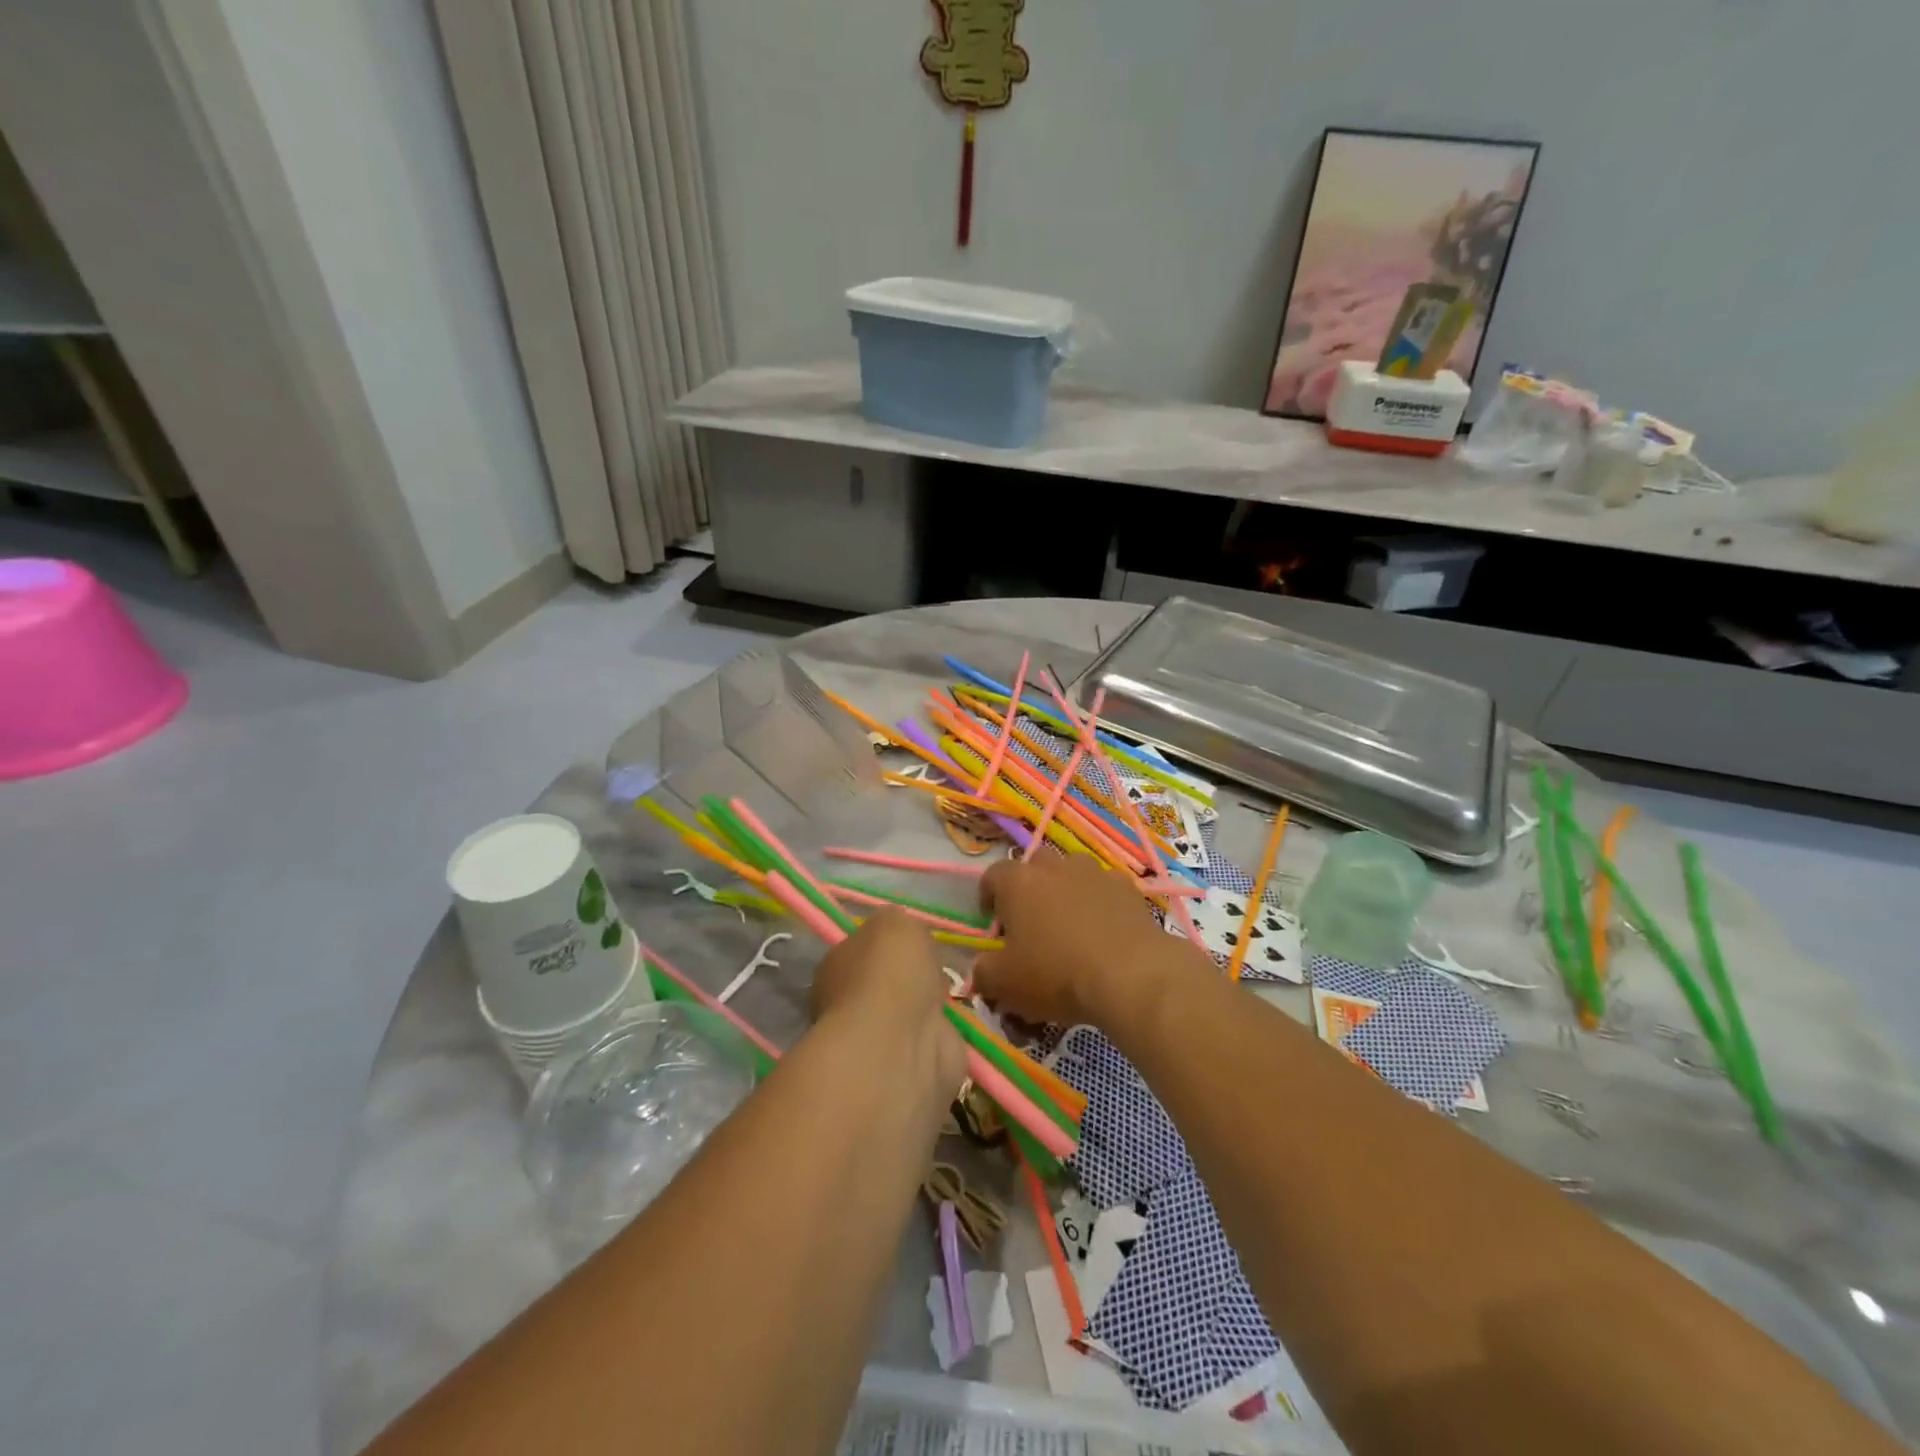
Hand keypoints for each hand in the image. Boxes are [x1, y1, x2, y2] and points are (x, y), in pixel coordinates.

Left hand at [810, 910, 965, 1088]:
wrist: (902, 1045)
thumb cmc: (890, 975)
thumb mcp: (896, 922)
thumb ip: (899, 922)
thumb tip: (903, 936)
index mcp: (837, 965)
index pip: (863, 950)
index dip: (889, 946)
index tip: (915, 945)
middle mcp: (848, 1004)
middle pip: (886, 985)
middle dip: (909, 982)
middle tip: (935, 973)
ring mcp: (877, 1041)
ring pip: (907, 1017)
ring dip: (925, 1012)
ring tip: (949, 1000)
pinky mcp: (908, 1069)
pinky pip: (929, 1044)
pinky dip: (941, 1039)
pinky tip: (952, 1028)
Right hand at [972, 854, 1169, 1027]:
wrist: (1130, 975)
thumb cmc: (1056, 974)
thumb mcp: (1004, 984)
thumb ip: (984, 973)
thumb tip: (983, 969)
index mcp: (1018, 882)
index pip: (993, 875)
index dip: (988, 897)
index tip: (993, 922)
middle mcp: (1055, 866)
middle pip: (1035, 866)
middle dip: (1031, 888)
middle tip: (1033, 922)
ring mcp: (1095, 873)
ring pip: (1074, 873)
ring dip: (1068, 892)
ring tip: (1072, 926)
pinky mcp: (1128, 889)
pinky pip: (1107, 890)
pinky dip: (1102, 905)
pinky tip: (1106, 933)